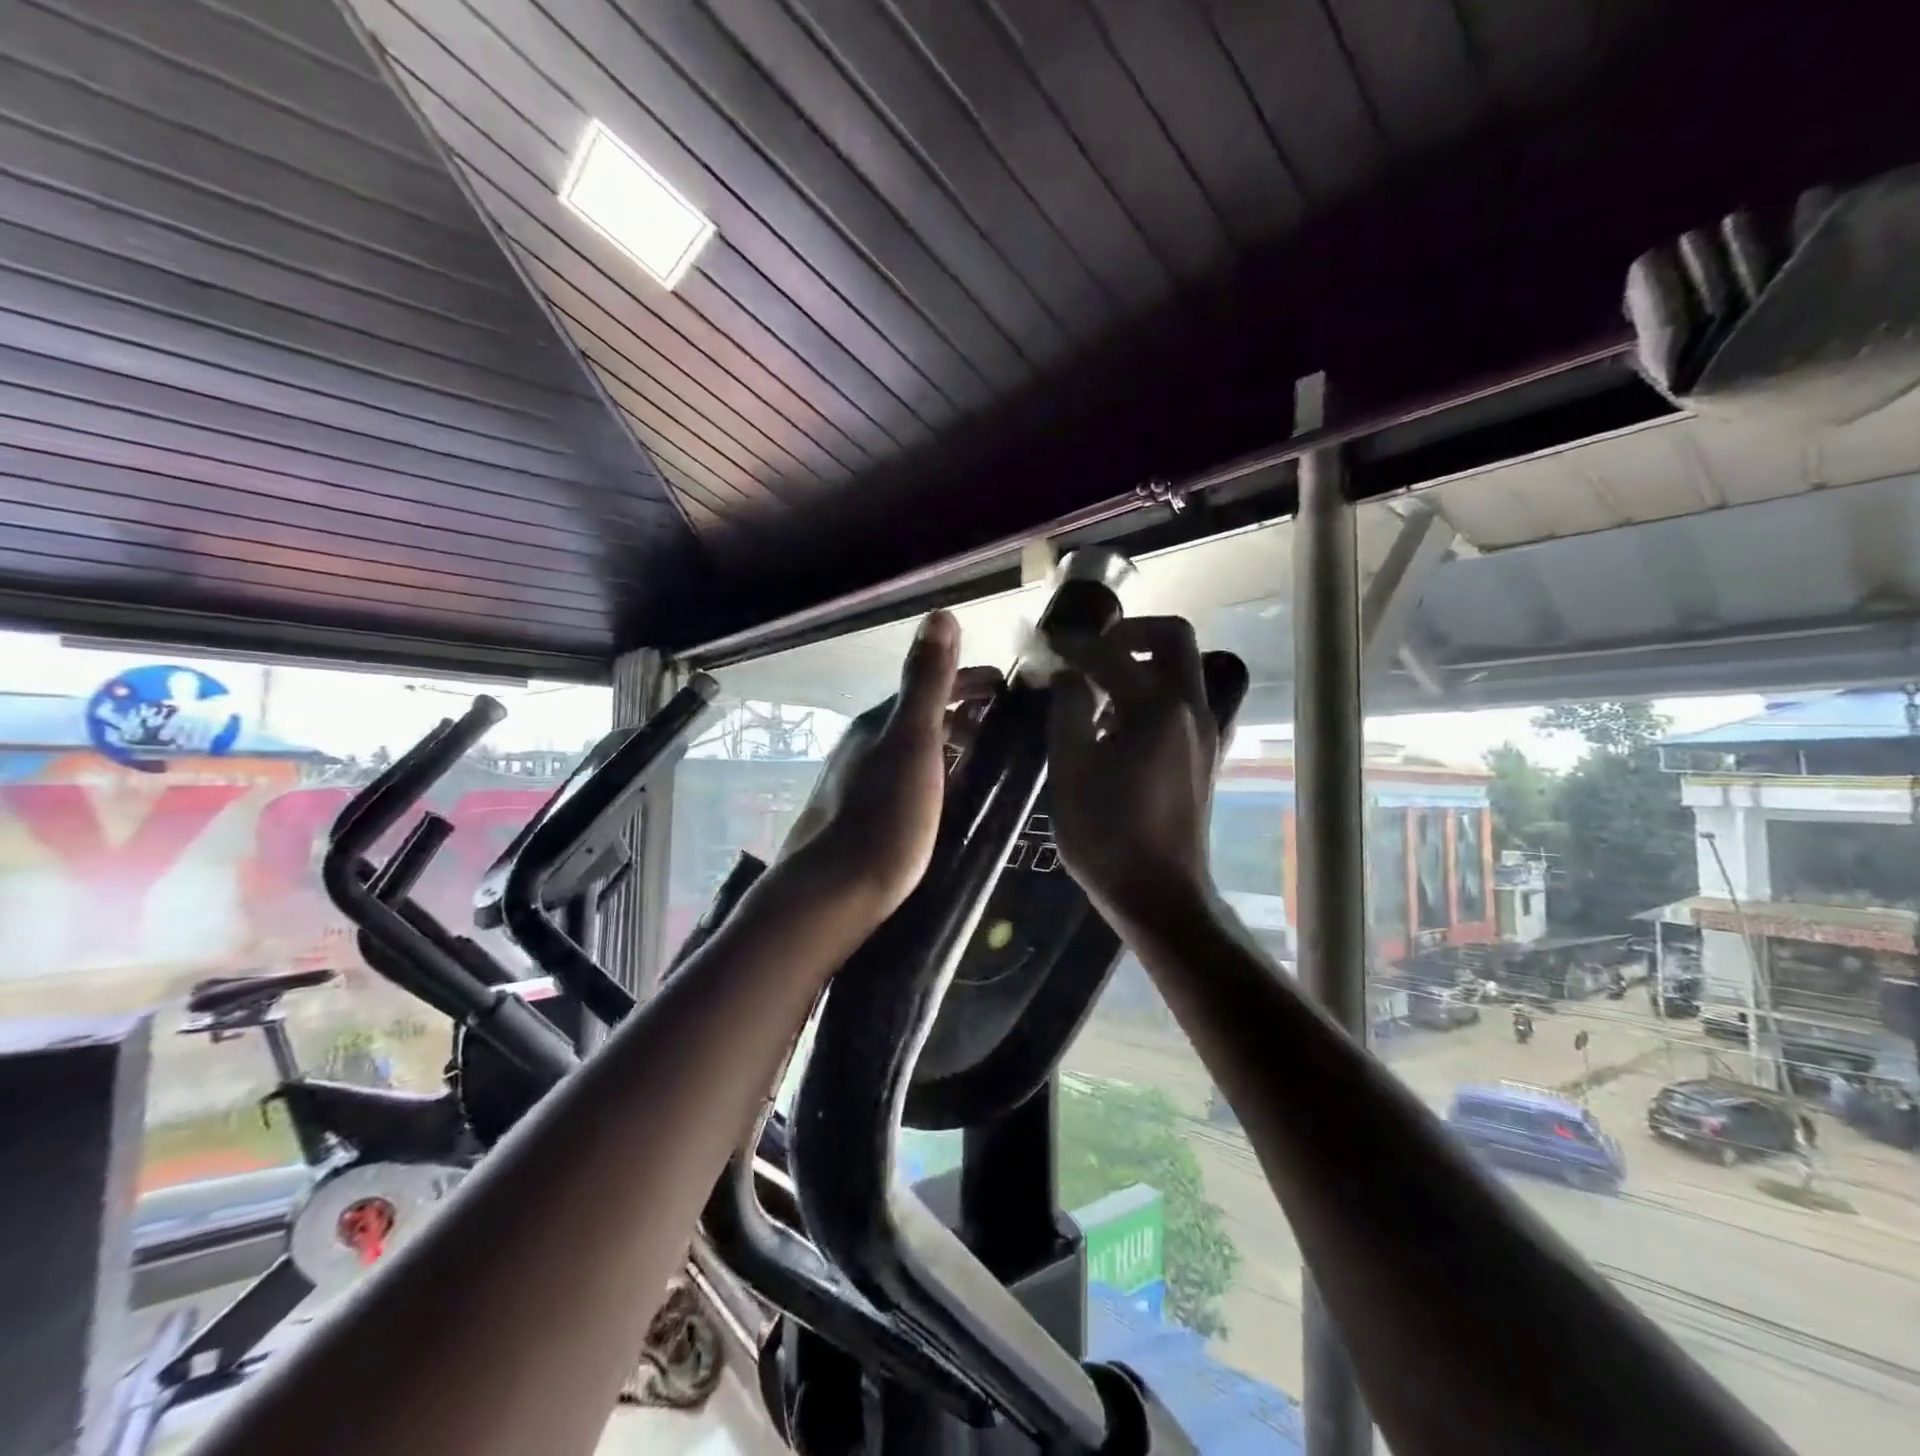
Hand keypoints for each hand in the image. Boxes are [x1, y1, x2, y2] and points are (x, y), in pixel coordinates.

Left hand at [779, 611, 1000, 921]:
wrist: (832, 893)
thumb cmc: (884, 817)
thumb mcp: (913, 742)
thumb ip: (926, 681)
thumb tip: (940, 615)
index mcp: (880, 723)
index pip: (931, 685)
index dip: (970, 680)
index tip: (1007, 686)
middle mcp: (865, 745)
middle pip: (921, 716)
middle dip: (962, 711)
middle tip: (1004, 723)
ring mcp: (859, 781)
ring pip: (913, 749)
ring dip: (949, 743)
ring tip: (986, 757)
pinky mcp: (860, 816)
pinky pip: (908, 779)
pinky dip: (936, 775)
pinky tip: (948, 798)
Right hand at [1046, 616, 1220, 929]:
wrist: (1159, 894)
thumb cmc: (1107, 836)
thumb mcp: (1071, 771)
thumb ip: (1069, 712)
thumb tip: (1068, 677)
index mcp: (1156, 709)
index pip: (1113, 653)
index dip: (1075, 643)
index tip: (1047, 642)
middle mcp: (1191, 709)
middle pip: (1173, 639)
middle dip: (1130, 633)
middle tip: (1090, 652)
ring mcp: (1204, 732)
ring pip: (1181, 669)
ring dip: (1141, 663)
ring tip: (1097, 688)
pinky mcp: (1204, 755)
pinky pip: (1182, 700)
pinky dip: (1152, 691)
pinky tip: (1117, 724)